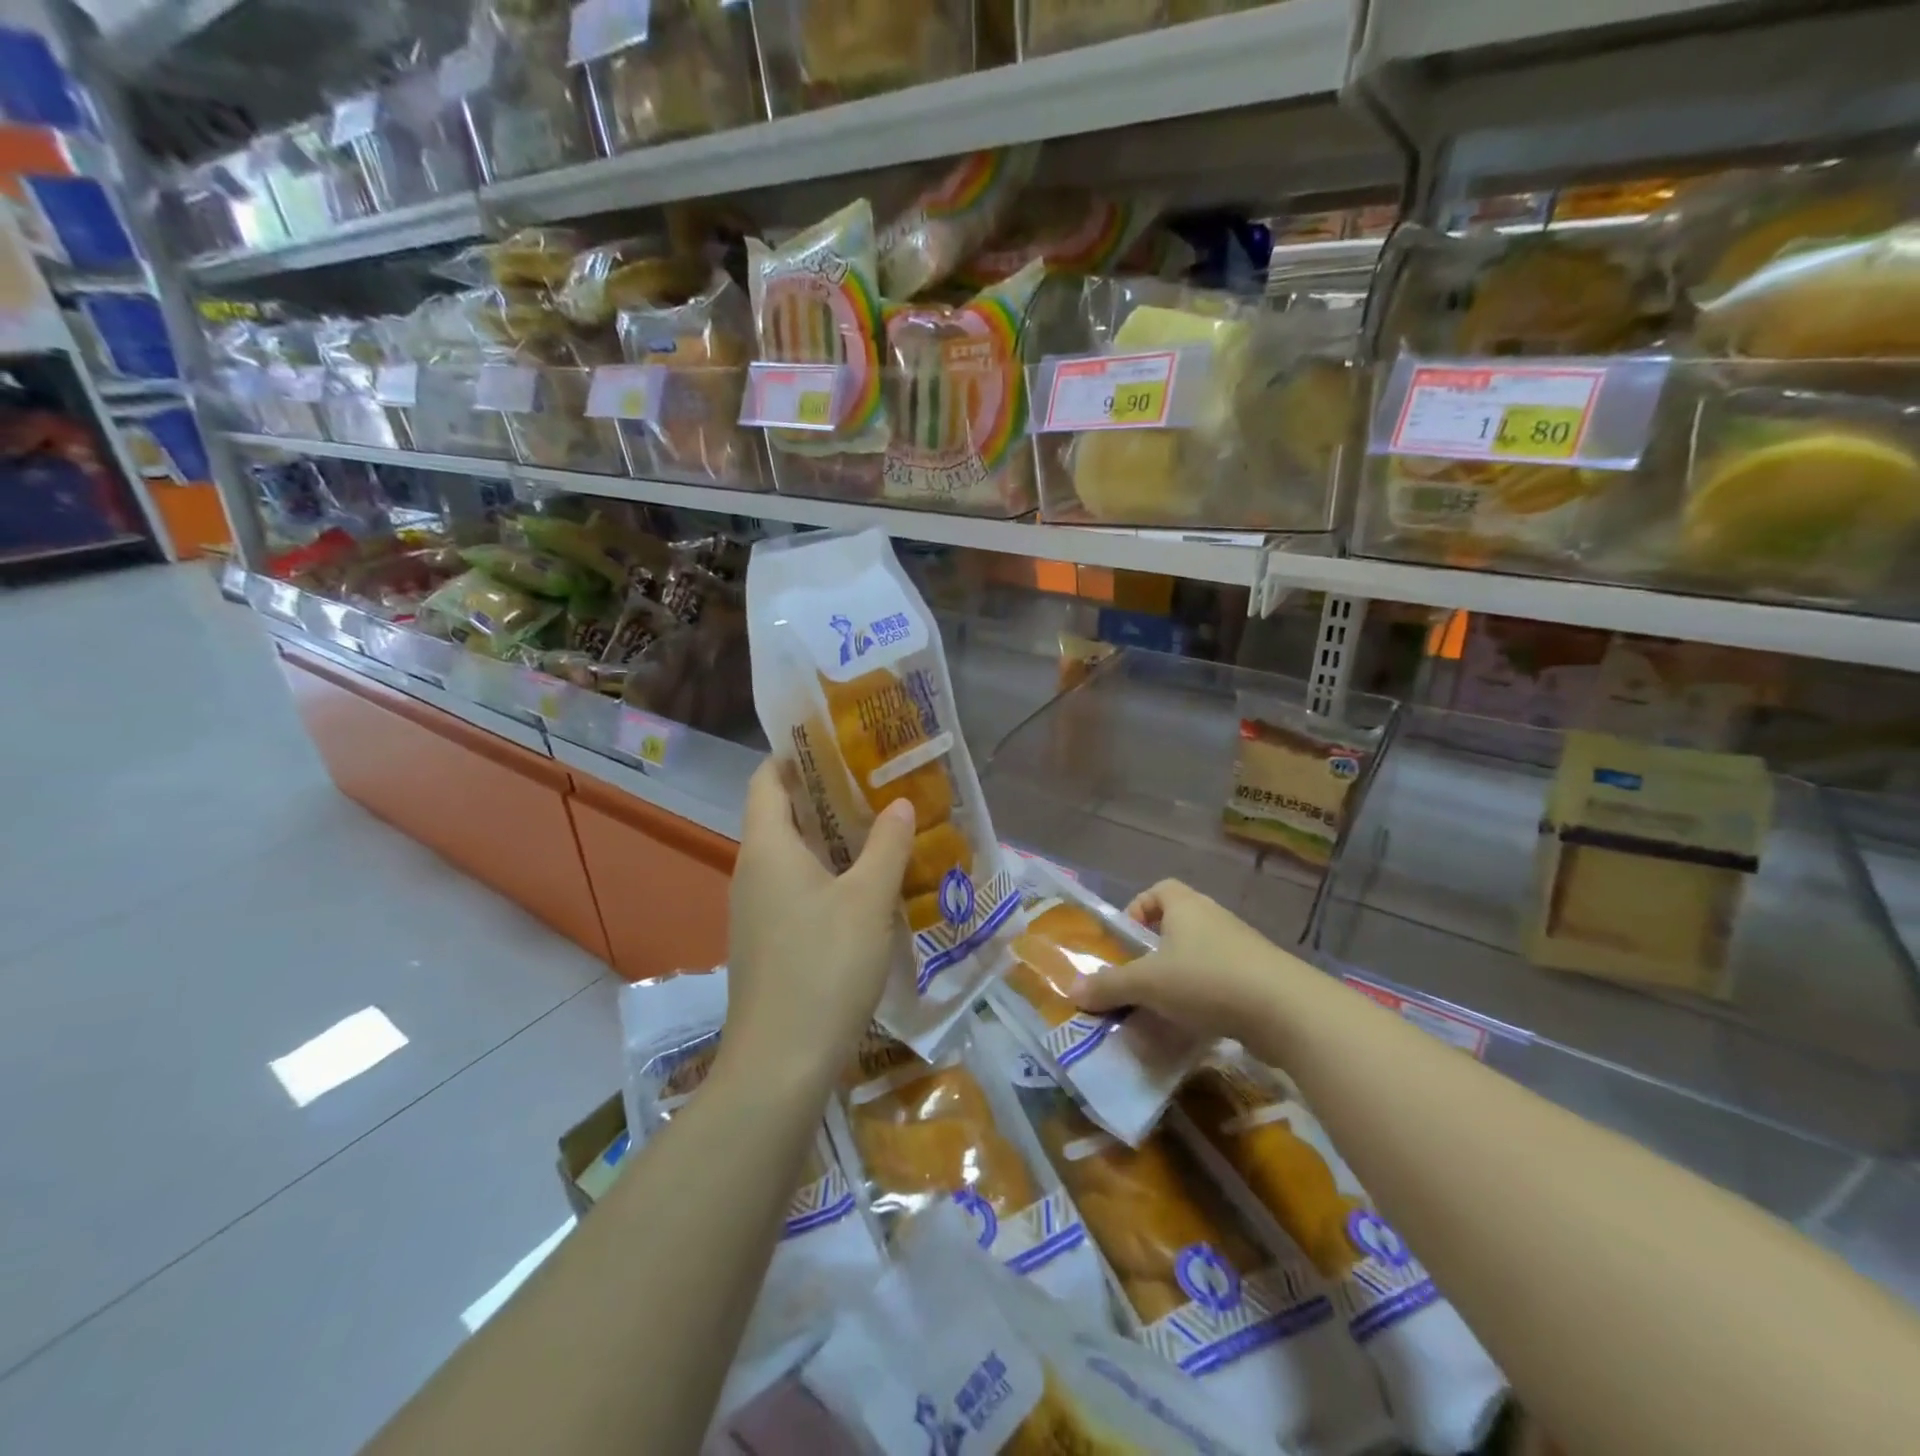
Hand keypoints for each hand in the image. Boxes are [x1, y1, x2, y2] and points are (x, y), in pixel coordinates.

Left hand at [724, 758, 914, 1084]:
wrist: (780, 1065)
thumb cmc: (823, 967)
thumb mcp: (868, 901)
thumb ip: (886, 846)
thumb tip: (899, 803)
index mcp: (767, 848)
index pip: (766, 779)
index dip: (793, 754)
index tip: (837, 741)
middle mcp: (752, 871)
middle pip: (782, 815)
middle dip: (825, 795)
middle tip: (876, 782)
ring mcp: (756, 911)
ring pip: (792, 856)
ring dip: (831, 839)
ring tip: (880, 827)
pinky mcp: (768, 943)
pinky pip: (795, 890)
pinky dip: (827, 876)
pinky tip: (866, 888)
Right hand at [1071, 879, 1304, 1050]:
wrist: (1287, 1012)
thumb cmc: (1207, 980)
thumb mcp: (1148, 984)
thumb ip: (1110, 986)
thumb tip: (1075, 990)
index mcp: (1186, 906)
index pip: (1159, 890)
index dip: (1139, 909)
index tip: (1128, 941)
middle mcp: (1214, 918)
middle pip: (1178, 924)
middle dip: (1155, 951)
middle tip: (1138, 980)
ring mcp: (1242, 949)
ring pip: (1200, 956)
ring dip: (1180, 978)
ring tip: (1162, 1009)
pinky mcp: (1260, 979)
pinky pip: (1222, 982)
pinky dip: (1205, 999)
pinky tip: (1194, 1027)